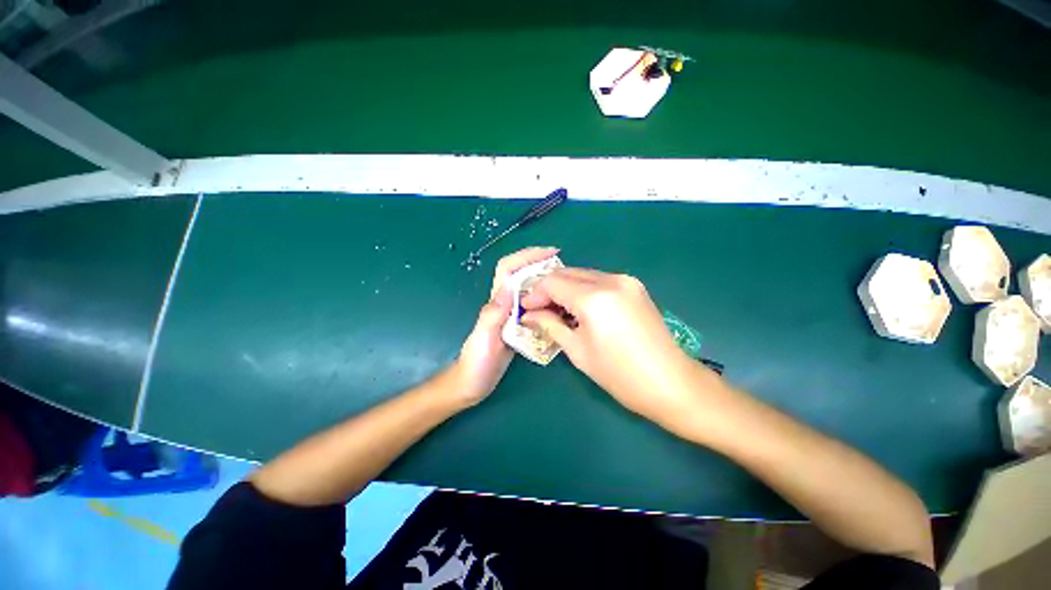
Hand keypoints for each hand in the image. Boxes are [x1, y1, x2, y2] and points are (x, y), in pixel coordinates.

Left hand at [452, 247, 560, 404]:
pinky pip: (534, 307)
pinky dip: (546, 302)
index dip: (526, 256)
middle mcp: (504, 304)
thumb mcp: (483, 339)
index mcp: (496, 302)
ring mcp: (512, 315)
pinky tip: (559, 308)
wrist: (472, 384)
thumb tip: (510, 287)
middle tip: (565, 270)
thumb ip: (493, 315)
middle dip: (541, 265)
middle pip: (521, 275)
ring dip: (546, 282)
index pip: (508, 269)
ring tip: (567, 286)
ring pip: (529, 290)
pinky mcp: (518, 326)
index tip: (550, 253)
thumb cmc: (475, 363)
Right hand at [520, 268, 707, 424]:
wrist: (672, 384)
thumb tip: (529, 315)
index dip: (535, 294)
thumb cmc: (619, 374)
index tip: (526, 309)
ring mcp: (626, 281)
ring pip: (584, 275)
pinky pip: (600, 281)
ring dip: (566, 289)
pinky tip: (579, 308)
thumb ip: (550, 325)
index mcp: (594, 297)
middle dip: (549, 289)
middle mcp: (611, 279)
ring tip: (557, 311)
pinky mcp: (635, 287)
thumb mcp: (577, 350)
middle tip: (538, 310)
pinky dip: (584, 290)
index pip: (552, 282)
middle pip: (567, 273)